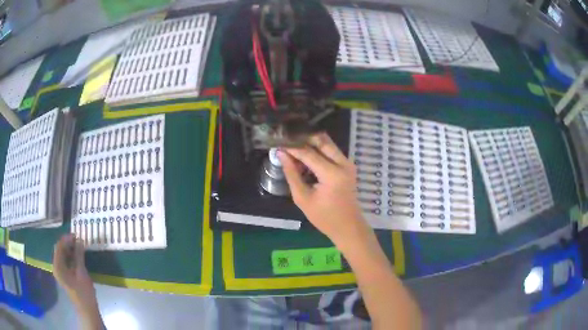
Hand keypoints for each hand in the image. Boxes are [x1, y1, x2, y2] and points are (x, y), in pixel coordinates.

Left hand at [53, 234, 94, 304]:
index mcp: (57, 266)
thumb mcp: (82, 273)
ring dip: (70, 250)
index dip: (66, 239)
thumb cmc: (84, 293)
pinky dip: (71, 257)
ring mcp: (60, 272)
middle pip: (59, 250)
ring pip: (63, 255)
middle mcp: (56, 267)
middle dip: (68, 244)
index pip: (59, 246)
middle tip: (79, 240)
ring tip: (79, 247)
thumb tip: (79, 240)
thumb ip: (79, 256)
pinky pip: (65, 262)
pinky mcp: (65, 276)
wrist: (87, 310)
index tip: (76, 235)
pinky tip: (78, 257)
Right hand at [278, 133, 366, 244]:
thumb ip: (292, 174)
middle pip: (322, 140)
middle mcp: (343, 163)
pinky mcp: (348, 166)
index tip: (277, 142)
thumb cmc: (324, 217)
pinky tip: (305, 156)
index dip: (291, 147)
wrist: (348, 227)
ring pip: (327, 143)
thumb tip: (281, 154)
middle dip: (303, 138)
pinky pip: (331, 151)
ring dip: (311, 143)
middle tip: (287, 140)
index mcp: (332, 173)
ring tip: (293, 147)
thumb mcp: (303, 198)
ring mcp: (348, 163)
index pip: (308, 153)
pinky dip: (318, 150)